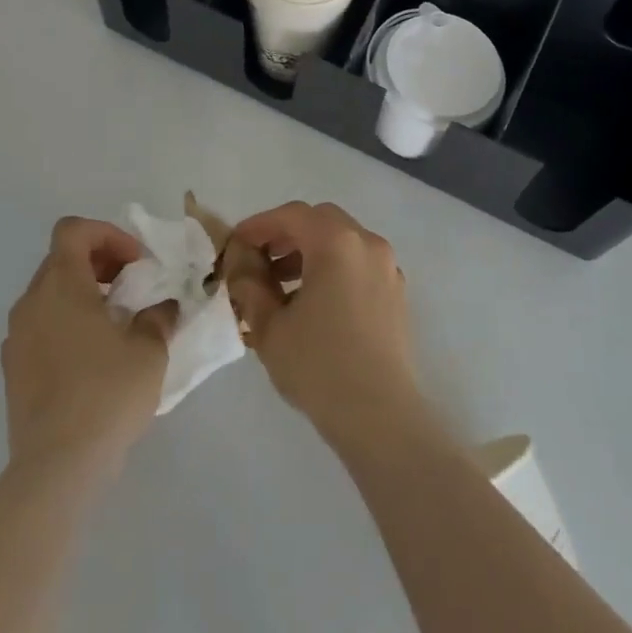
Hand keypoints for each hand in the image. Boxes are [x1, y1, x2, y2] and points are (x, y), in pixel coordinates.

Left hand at [2, 217, 174, 481]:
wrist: (57, 465)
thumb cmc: (107, 394)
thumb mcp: (149, 350)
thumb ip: (158, 317)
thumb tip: (162, 307)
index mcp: (61, 285)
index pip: (73, 230)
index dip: (108, 235)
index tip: (136, 264)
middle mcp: (31, 302)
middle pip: (61, 259)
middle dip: (99, 263)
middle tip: (132, 289)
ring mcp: (16, 336)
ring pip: (49, 294)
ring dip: (82, 294)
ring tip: (115, 324)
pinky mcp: (12, 369)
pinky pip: (40, 326)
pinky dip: (65, 324)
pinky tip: (92, 358)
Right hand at [224, 202, 427, 451]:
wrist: (381, 416)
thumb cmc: (319, 366)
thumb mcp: (270, 326)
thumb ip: (250, 286)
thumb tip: (241, 266)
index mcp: (336, 243)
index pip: (291, 216)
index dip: (259, 226)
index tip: (235, 245)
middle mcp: (367, 244)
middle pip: (320, 221)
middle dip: (285, 234)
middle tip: (258, 260)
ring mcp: (387, 268)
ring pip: (342, 241)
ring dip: (309, 251)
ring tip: (280, 286)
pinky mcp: (396, 293)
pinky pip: (358, 263)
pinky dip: (332, 268)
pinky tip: (312, 302)